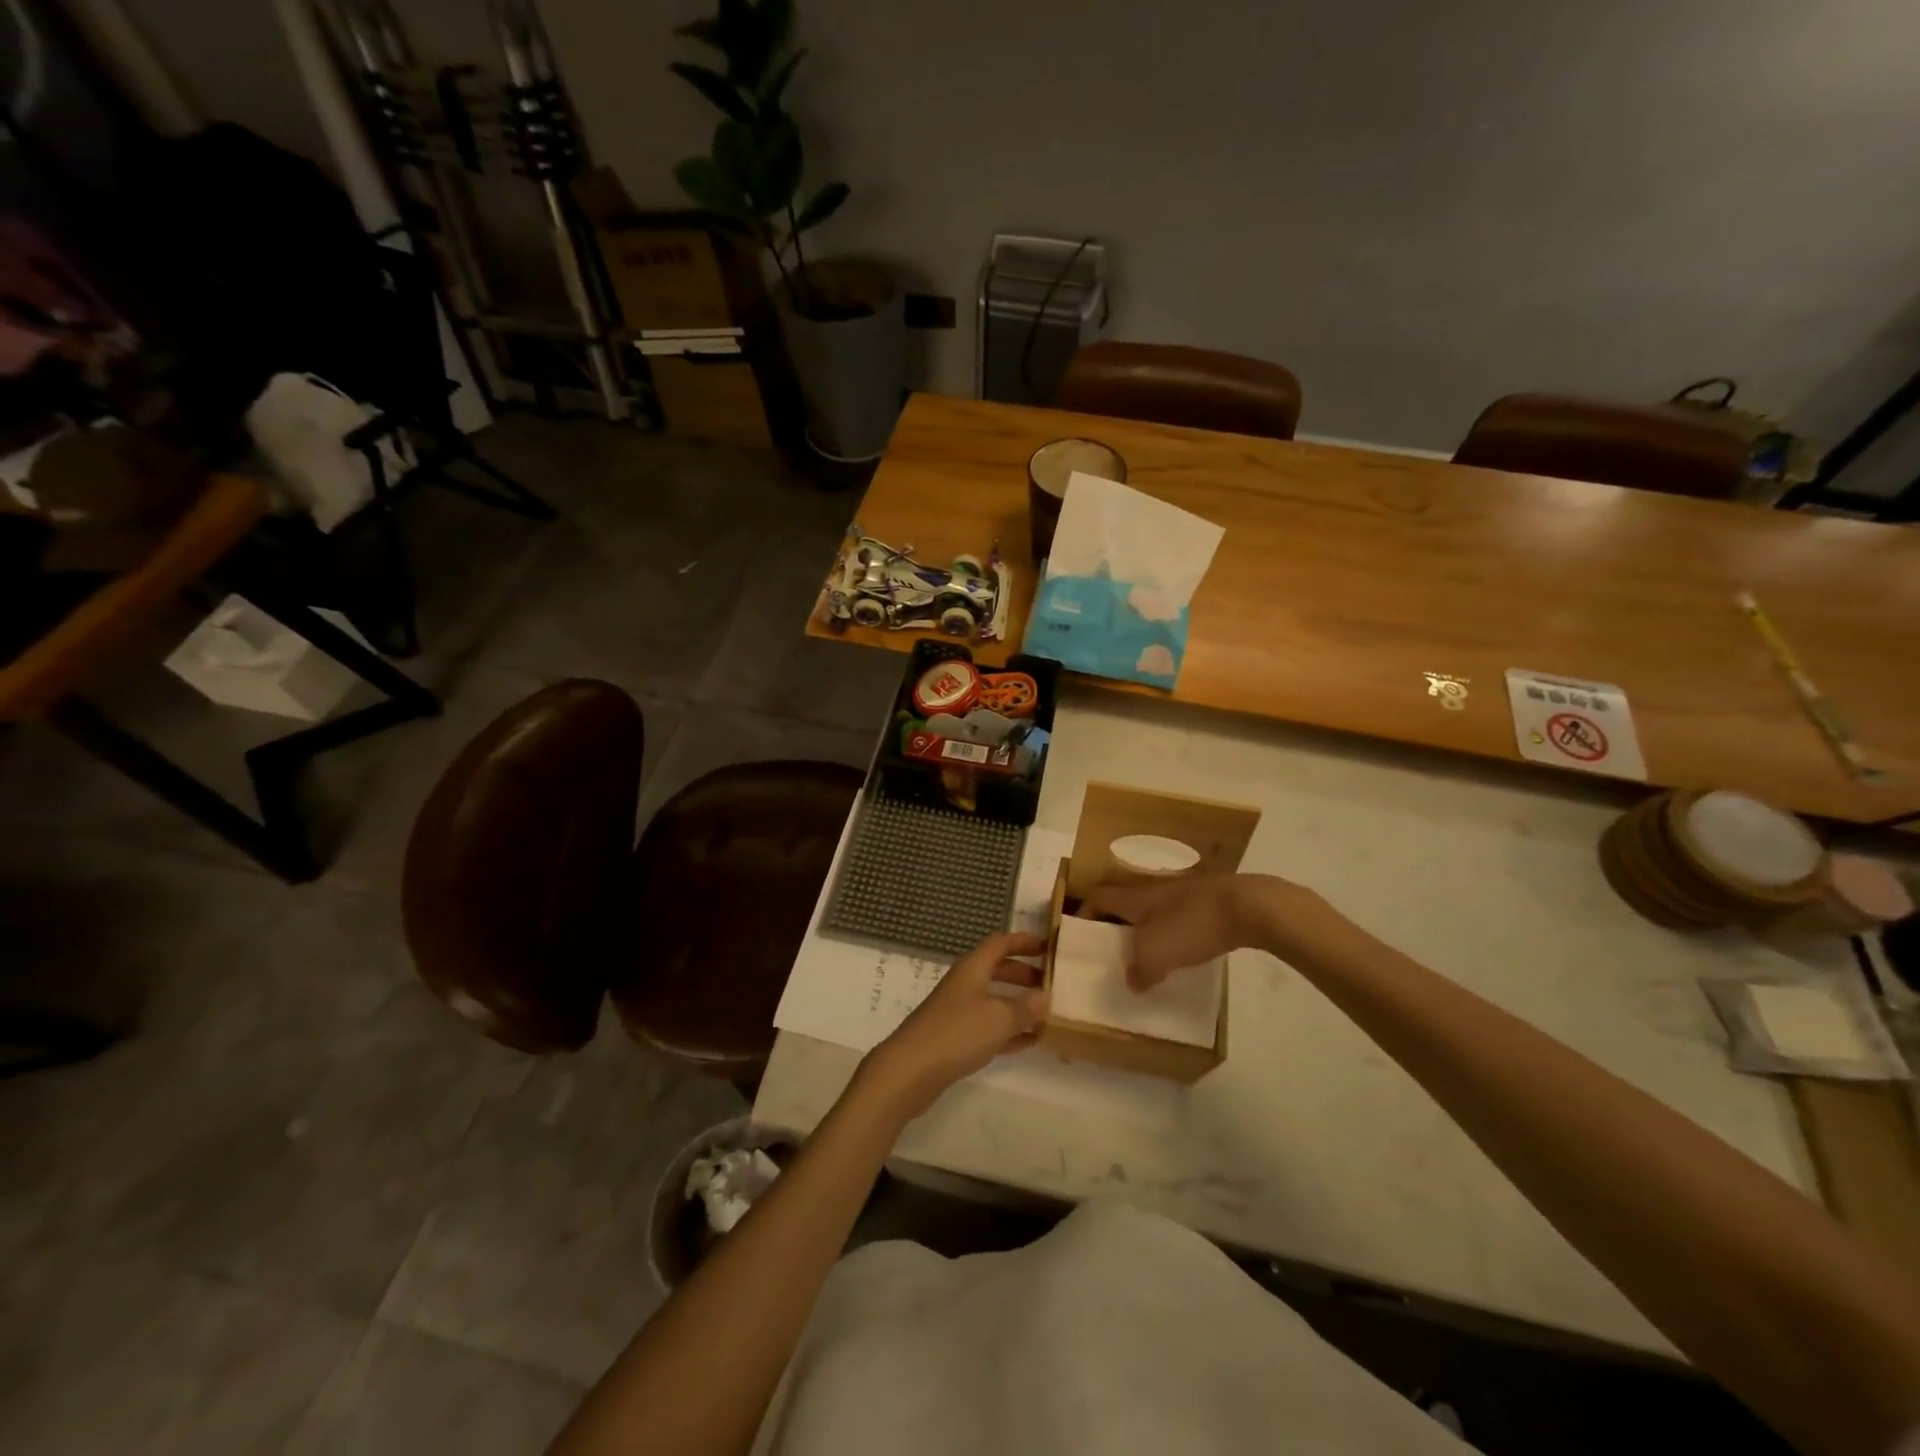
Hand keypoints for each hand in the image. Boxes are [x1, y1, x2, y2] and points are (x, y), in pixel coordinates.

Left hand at [861, 932, 1048, 1118]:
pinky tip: (1030, 1041)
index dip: (1024, 941)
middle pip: (998, 970)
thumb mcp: (1000, 1017)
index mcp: (973, 968)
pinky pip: (989, 1028)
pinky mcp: (956, 1039)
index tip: (1048, 946)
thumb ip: (1026, 1006)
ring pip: (994, 1000)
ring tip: (1047, 1014)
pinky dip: (1010, 1030)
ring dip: (1019, 1004)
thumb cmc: (958, 1032)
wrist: (911, 1070)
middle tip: (1051, 982)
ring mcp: (958, 1012)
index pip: (1000, 943)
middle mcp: (965, 984)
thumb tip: (1045, 996)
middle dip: (1024, 973)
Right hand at [1082, 873, 1342, 989]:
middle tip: (1112, 946)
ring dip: (1145, 928)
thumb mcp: (1156, 955)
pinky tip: (1183, 951)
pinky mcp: (1208, 902)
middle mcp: (1153, 890)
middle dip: (1115, 920)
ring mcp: (1183, 893)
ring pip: (1153, 909)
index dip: (1085, 911)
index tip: (1079, 931)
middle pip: (1125, 900)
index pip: (1099, 897)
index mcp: (1134, 898)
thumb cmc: (1191, 925)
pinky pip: (1179, 916)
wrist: (1247, 906)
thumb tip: (1133, 981)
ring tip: (1146, 954)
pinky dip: (1173, 931)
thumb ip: (1139, 970)